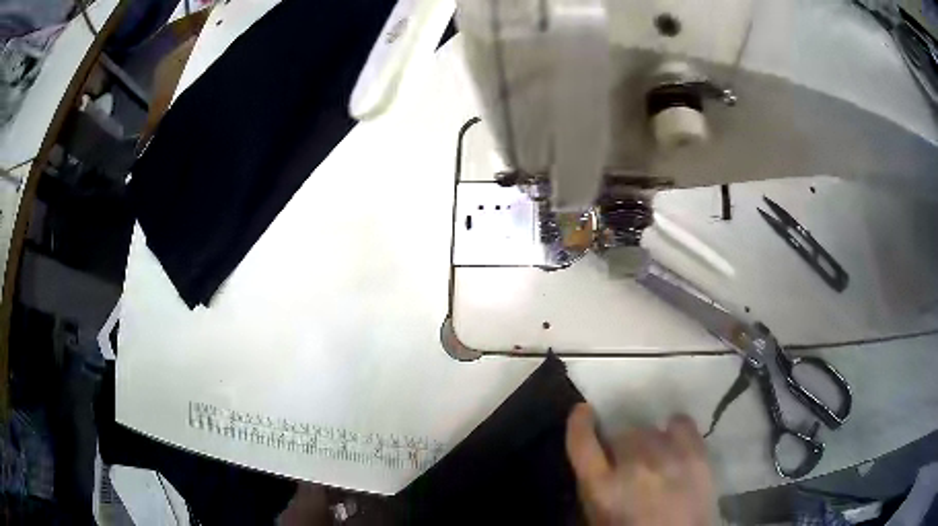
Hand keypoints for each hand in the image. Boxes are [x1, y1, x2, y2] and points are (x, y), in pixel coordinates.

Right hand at [565, 404, 715, 525]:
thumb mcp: (599, 515)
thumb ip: (594, 485)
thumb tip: (597, 459)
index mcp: (601, 487)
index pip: (582, 442)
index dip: (580, 422)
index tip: (583, 411)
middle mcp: (632, 465)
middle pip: (621, 434)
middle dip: (621, 446)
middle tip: (628, 461)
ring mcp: (667, 456)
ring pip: (649, 430)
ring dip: (646, 442)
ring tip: (654, 457)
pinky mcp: (695, 452)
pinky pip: (680, 422)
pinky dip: (674, 429)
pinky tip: (674, 442)